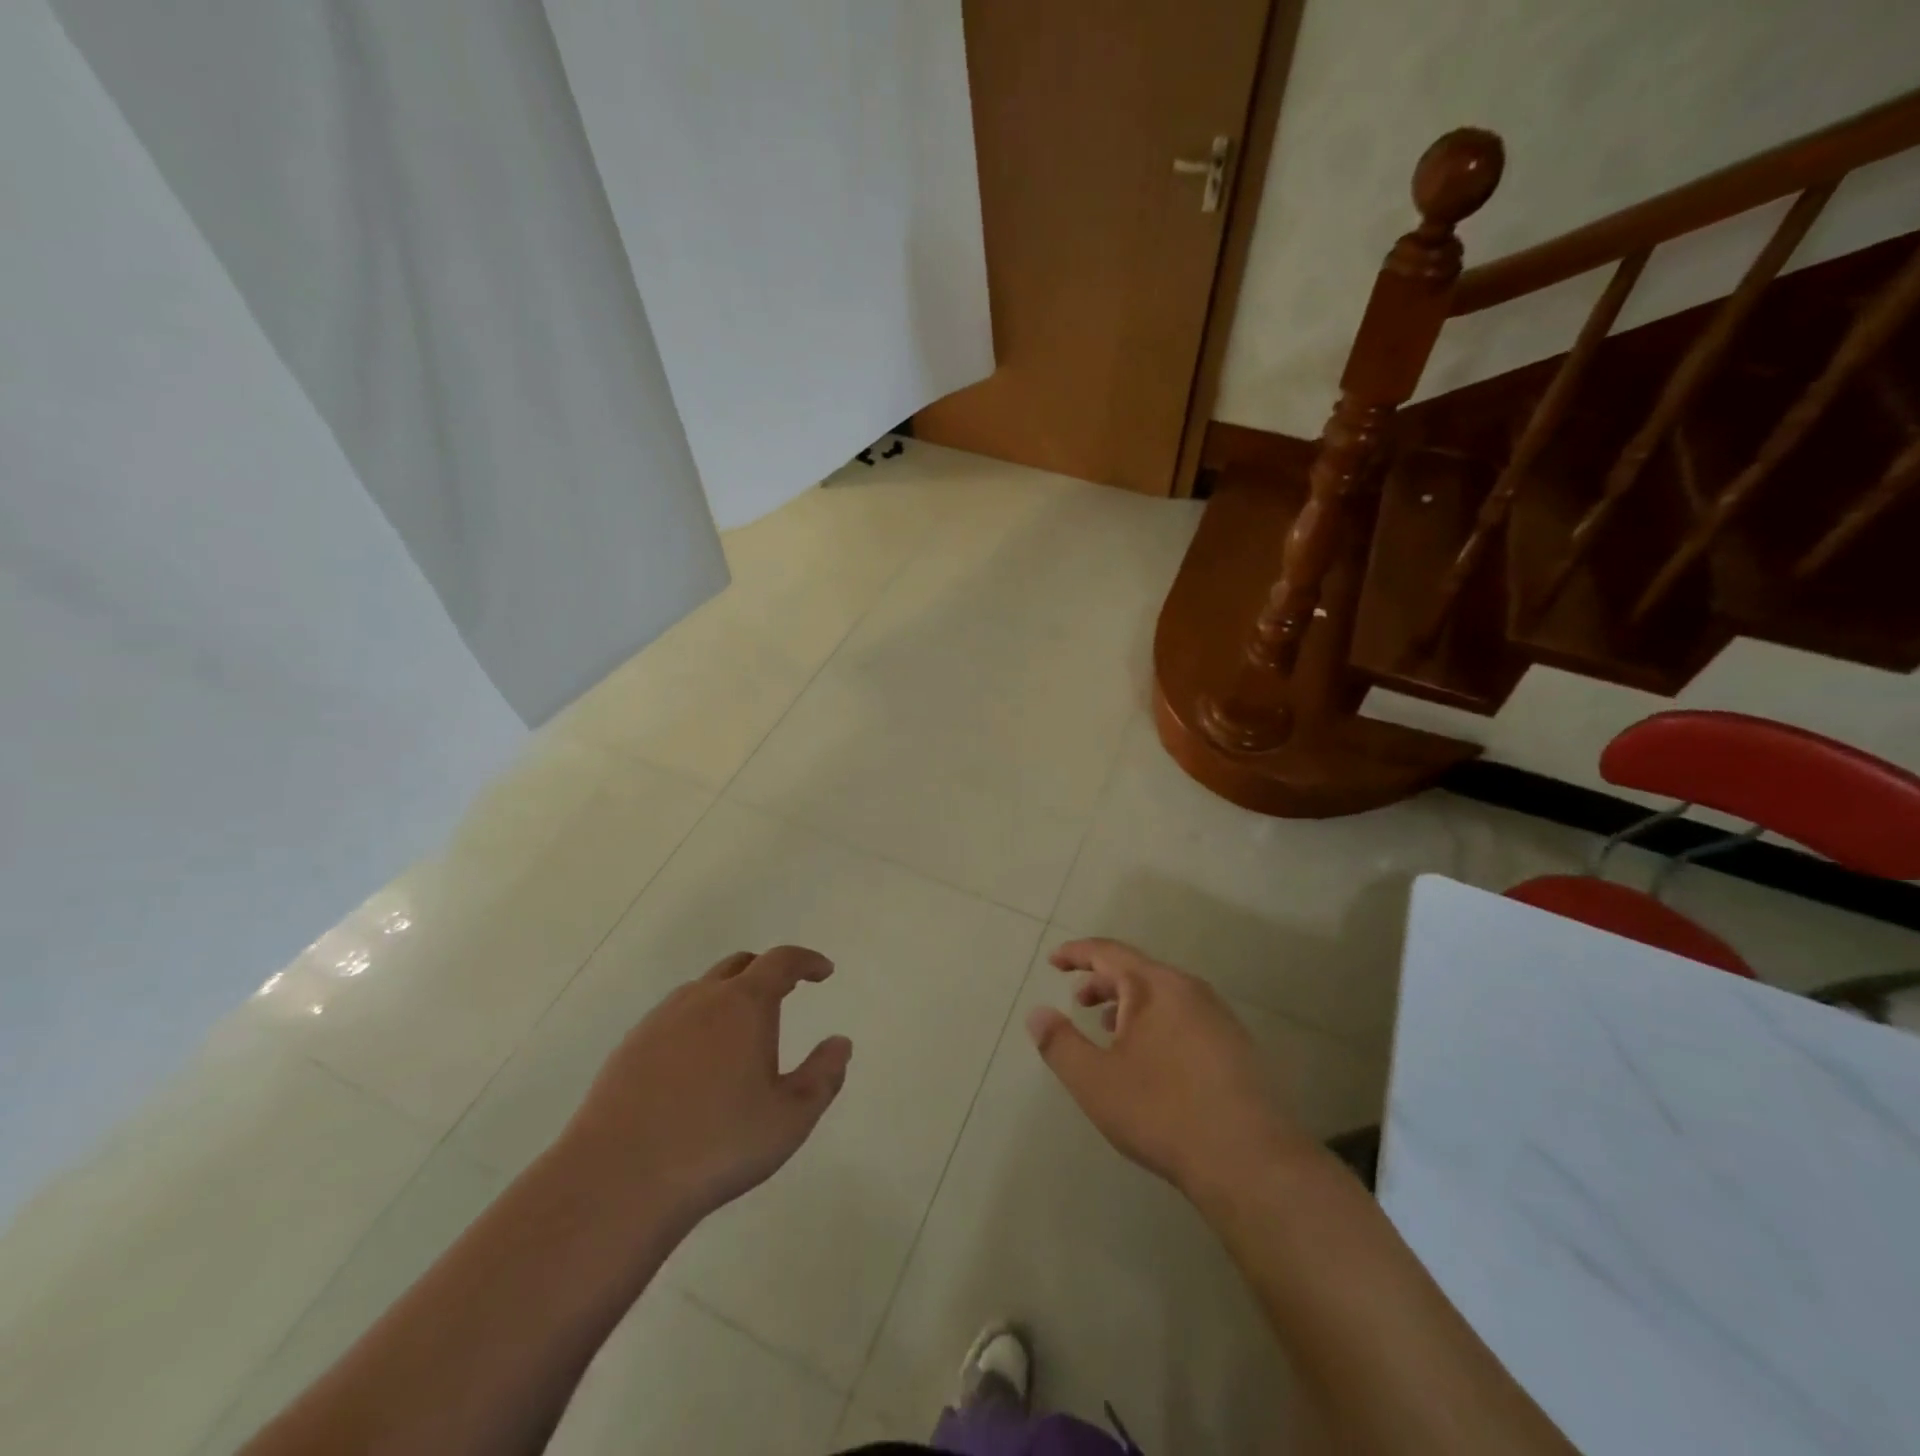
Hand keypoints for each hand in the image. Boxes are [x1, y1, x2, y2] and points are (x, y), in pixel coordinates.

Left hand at [562, 946, 852, 1226]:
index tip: (823, 971)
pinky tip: (697, 1065)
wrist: (617, 1181)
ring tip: (741, 1033)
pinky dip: (696, 1024)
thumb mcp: (790, 1118)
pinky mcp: (628, 1049)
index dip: (806, 961)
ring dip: (729, 997)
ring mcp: (659, 1021)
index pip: (781, 962)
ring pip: (702, 990)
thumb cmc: (718, 1144)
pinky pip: (673, 1019)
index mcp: (744, 1004)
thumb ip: (823, 1076)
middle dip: (767, 972)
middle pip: (739, 966)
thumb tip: (840, 1043)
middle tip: (786, 993)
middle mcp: (701, 999)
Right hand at [1028, 938, 1308, 1199]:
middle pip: (1138, 970)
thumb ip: (1060, 1043)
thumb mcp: (1095, 1081)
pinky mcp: (1237, 1047)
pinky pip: (1184, 1016)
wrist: (1251, 1161)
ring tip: (1109, 1029)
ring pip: (1163, 995)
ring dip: (1130, 1004)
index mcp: (1154, 986)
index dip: (1076, 953)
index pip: (1108, 952)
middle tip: (1078, 1001)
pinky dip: (1156, 1021)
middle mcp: (1189, 989)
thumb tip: (1037, 1013)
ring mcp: (1219, 1017)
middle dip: (1102, 981)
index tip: (1054, 962)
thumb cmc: (1163, 1111)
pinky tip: (1151, 1058)